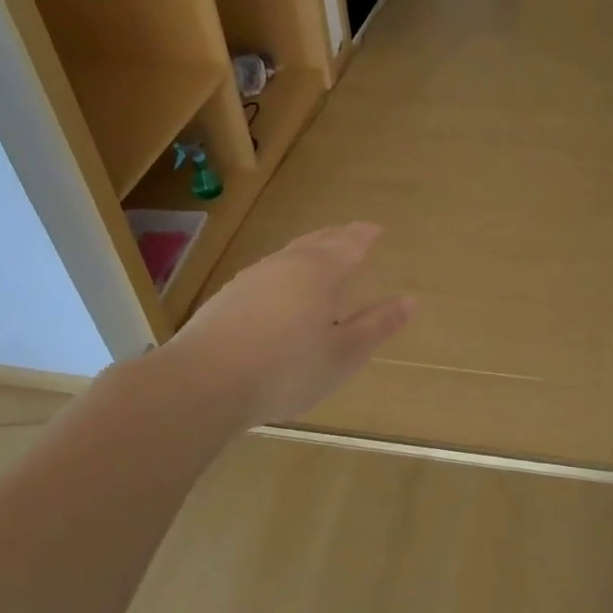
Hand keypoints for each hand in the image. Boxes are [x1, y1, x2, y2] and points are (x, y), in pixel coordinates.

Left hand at [165, 223, 411, 427]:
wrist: (203, 383)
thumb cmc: (287, 369)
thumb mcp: (344, 354)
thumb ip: (377, 325)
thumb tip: (409, 300)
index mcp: (320, 273)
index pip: (348, 245)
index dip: (364, 236)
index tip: (375, 228)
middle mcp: (285, 266)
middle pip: (316, 242)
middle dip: (337, 236)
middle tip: (350, 232)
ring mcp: (251, 279)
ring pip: (287, 255)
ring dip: (308, 250)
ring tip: (318, 253)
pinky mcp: (226, 298)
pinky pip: (266, 273)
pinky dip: (283, 271)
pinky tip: (278, 287)